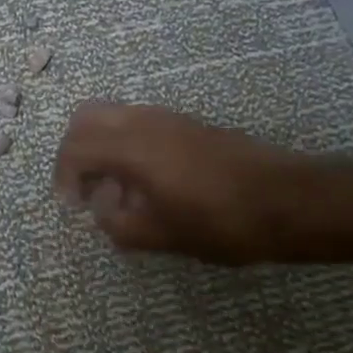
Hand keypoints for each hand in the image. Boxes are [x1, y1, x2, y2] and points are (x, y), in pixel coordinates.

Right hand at [53, 102, 327, 265]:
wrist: (289, 200)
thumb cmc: (221, 222)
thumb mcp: (161, 236)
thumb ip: (117, 224)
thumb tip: (101, 209)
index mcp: (132, 147)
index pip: (75, 147)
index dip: (63, 177)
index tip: (73, 207)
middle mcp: (143, 121)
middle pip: (86, 117)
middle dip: (74, 151)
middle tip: (83, 188)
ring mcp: (167, 118)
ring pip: (113, 115)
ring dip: (100, 146)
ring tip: (115, 190)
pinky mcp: (187, 123)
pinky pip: (138, 122)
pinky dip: (124, 144)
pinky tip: (144, 182)